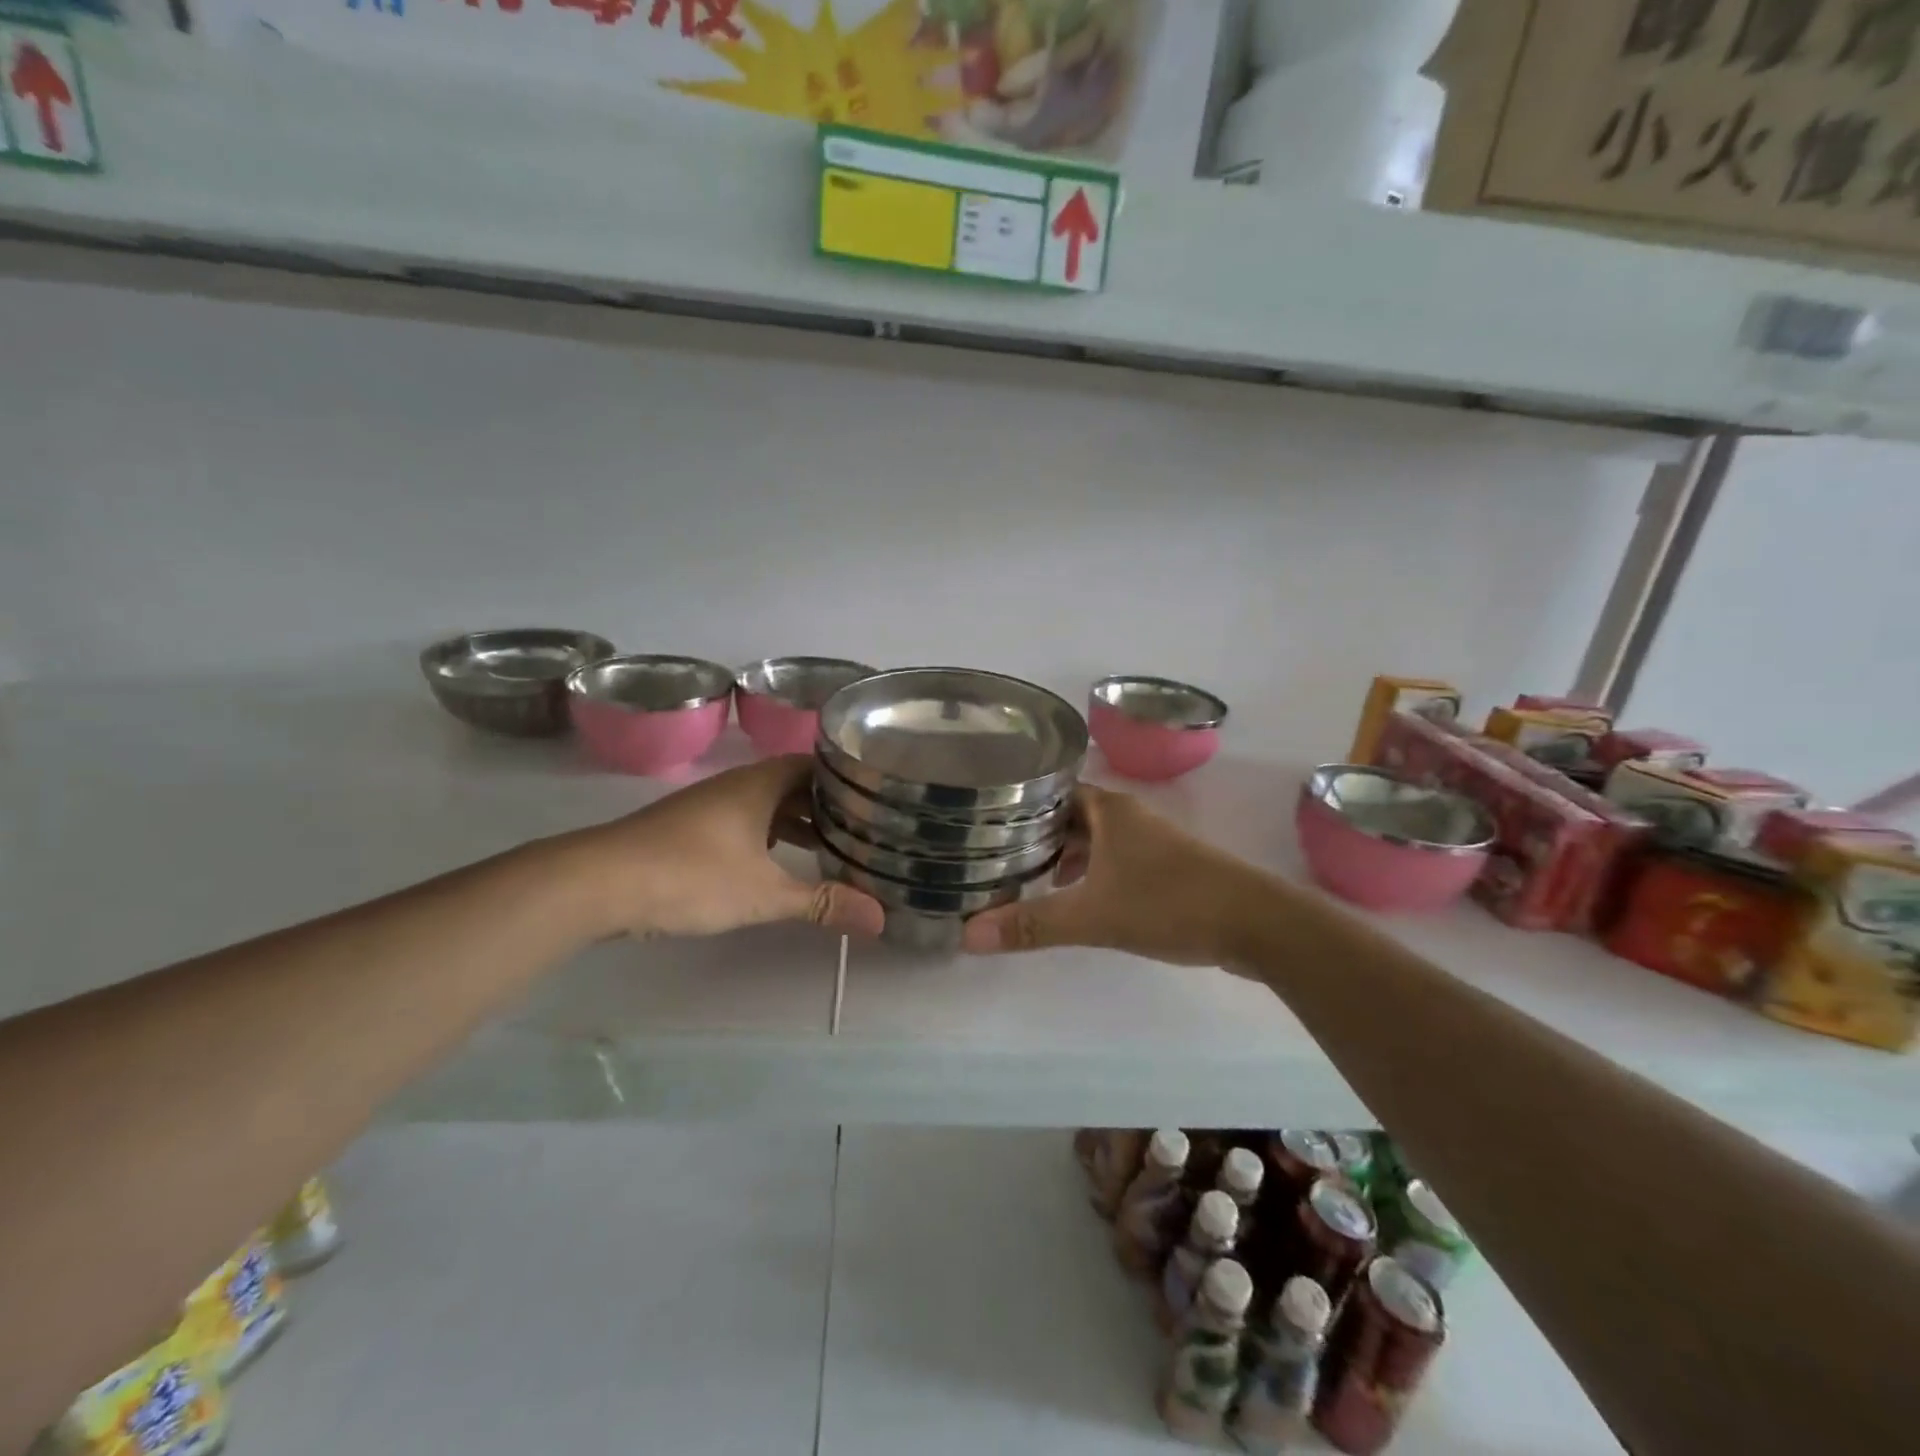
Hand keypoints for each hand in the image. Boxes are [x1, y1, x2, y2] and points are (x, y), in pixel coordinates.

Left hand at [573, 756, 884, 941]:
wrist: (599, 882)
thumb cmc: (692, 875)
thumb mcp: (764, 894)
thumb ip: (821, 903)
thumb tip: (880, 920)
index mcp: (759, 784)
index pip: (814, 765)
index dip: (844, 778)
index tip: (874, 795)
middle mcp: (735, 786)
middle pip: (791, 785)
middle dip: (824, 805)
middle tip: (862, 826)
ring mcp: (708, 807)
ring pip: (764, 806)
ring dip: (794, 823)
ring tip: (828, 847)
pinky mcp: (687, 830)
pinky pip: (742, 823)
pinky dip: (766, 837)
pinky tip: (773, 864)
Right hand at [959, 785, 1274, 965]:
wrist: (1256, 924)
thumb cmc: (1170, 903)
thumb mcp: (1094, 915)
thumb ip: (1033, 924)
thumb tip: (967, 935)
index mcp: (1109, 809)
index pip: (1051, 789)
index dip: (1017, 801)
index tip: (981, 816)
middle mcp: (1127, 817)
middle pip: (1069, 816)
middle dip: (1034, 834)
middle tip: (992, 852)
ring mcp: (1149, 842)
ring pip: (1092, 840)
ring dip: (1063, 856)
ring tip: (1025, 878)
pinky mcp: (1164, 869)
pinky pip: (1112, 861)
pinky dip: (1089, 874)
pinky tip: (1075, 900)